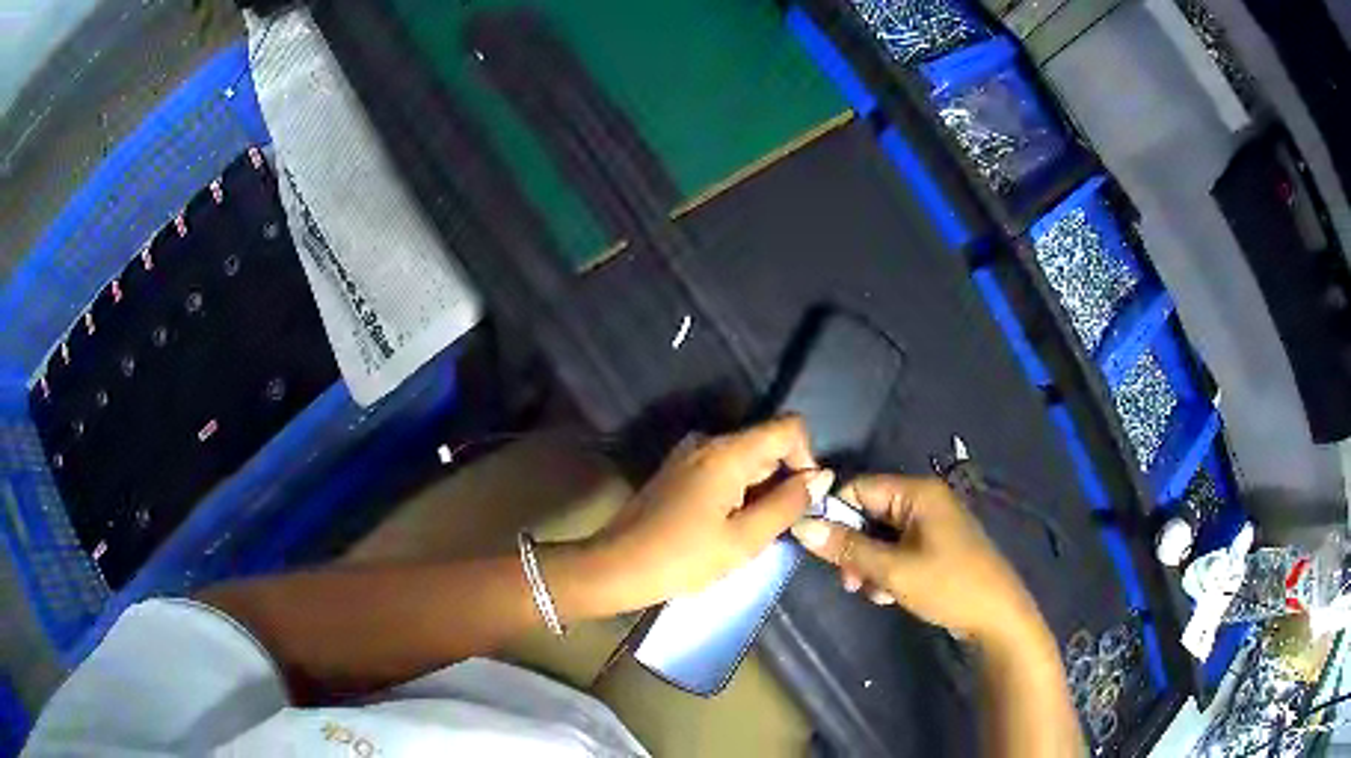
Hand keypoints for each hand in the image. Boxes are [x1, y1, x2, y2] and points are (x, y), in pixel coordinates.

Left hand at [587, 416, 833, 611]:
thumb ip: (788, 504)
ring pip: (747, 460)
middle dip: (783, 481)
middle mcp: (709, 441)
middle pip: (768, 444)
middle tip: (775, 529)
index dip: (808, 458)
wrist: (616, 567)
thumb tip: (822, 476)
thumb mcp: (744, 539)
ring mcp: (691, 454)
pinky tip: (726, 528)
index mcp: (728, 452)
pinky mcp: (679, 471)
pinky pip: (725, 470)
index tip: (803, 500)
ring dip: (760, 491)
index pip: (789, 428)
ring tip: (749, 534)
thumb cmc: (682, 557)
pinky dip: (738, 493)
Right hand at [791, 475, 1041, 644]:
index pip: (858, 488)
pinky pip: (897, 549)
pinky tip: (889, 595)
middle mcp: (924, 501)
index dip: (834, 515)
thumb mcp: (893, 570)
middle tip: (849, 582)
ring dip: (869, 564)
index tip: (819, 549)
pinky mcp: (935, 546)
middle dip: (854, 548)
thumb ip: (847, 548)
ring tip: (874, 593)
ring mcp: (931, 524)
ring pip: (880, 536)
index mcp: (917, 493)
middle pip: (868, 513)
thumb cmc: (948, 586)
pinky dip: (887, 570)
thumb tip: (801, 527)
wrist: (996, 616)